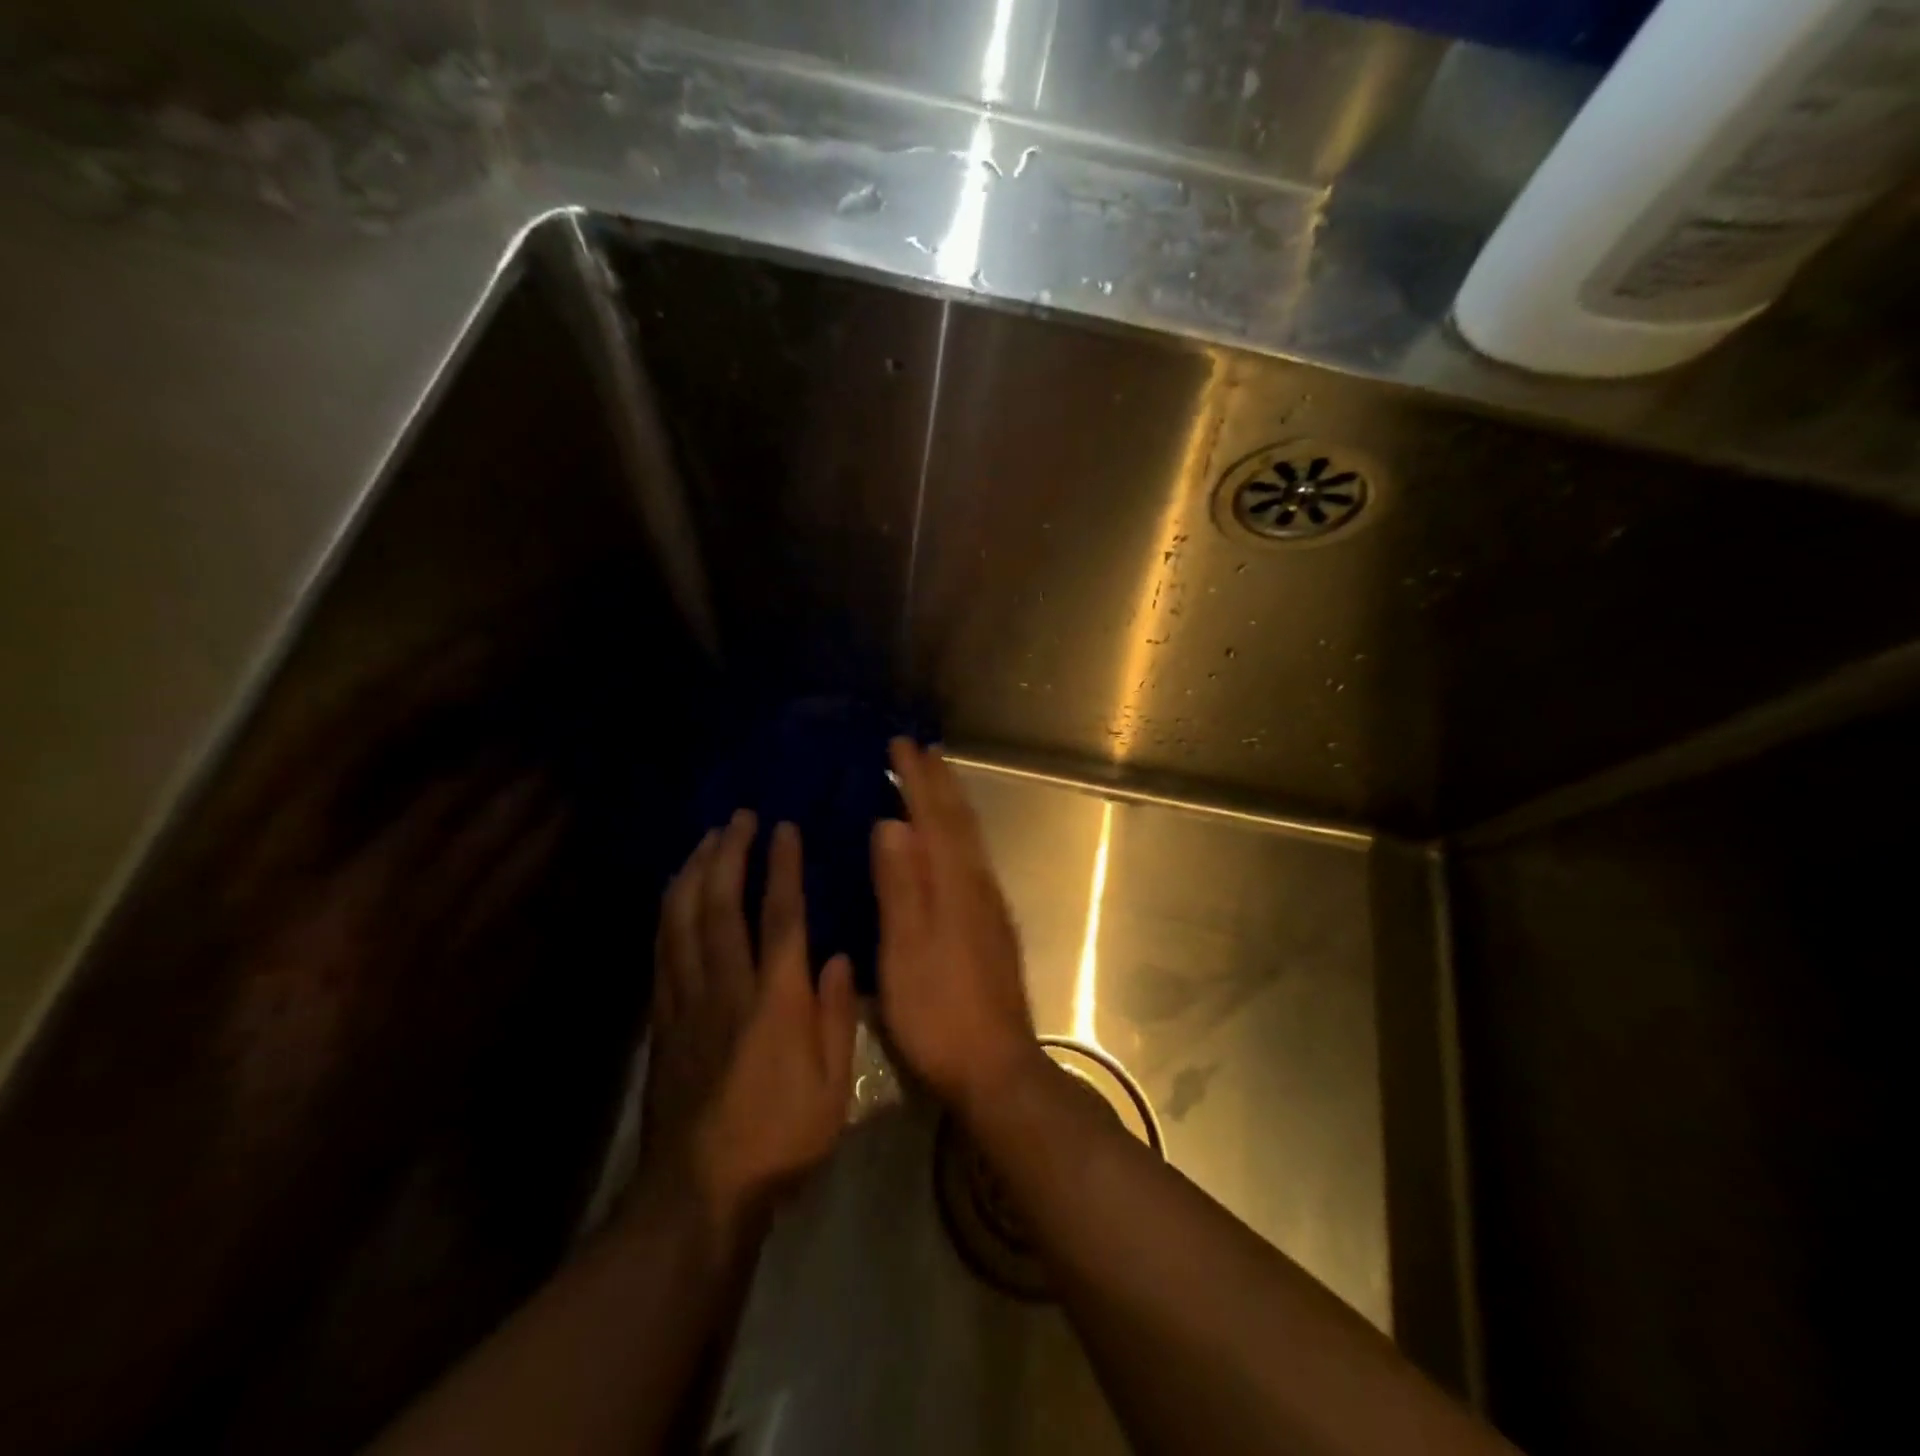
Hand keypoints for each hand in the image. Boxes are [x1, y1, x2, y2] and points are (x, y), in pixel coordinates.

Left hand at [639, 812, 856, 1238]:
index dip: (782, 866)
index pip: (780, 915)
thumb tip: (839, 957)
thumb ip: (837, 1016)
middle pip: (720, 904)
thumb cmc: (780, 1139)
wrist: (698, 1193)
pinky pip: (662, 951)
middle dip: (729, 853)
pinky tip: (674, 895)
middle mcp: (726, 987)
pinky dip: (668, 912)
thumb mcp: (833, 1086)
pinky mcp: (662, 1021)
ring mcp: (686, 1001)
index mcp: (775, 999)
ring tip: (706, 841)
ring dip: (694, 873)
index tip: (784, 827)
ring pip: (682, 920)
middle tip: (739, 818)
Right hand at [871, 740, 1043, 1119]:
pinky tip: (947, 844)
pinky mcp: (991, 927)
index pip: (935, 817)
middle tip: (918, 750)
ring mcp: (989, 906)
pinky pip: (972, 859)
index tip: (900, 744)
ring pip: (970, 839)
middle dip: (939, 782)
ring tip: (933, 781)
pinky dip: (957, 834)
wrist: (996, 1067)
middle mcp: (978, 885)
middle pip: (960, 821)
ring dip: (951, 803)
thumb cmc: (939, 1013)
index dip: (917, 779)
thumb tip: (893, 822)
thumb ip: (901, 886)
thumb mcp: (906, 952)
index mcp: (954, 885)